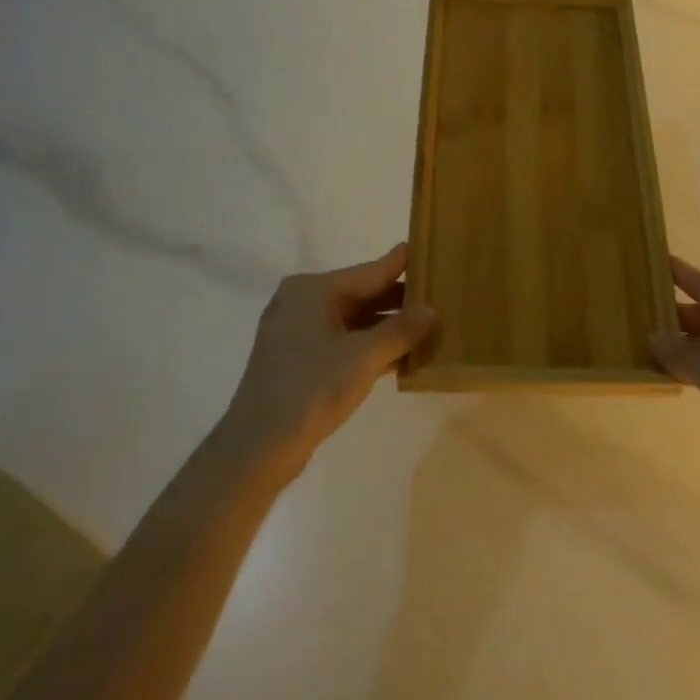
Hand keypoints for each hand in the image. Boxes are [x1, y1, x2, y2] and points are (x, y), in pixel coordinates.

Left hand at [222, 244, 435, 472]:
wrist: (258, 447)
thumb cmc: (311, 388)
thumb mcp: (364, 357)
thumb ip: (400, 331)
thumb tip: (431, 311)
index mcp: (312, 290)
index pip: (370, 271)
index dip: (402, 264)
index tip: (431, 251)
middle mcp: (302, 303)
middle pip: (362, 294)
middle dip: (399, 301)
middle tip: (441, 297)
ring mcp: (298, 333)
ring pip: (354, 321)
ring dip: (388, 328)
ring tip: (429, 328)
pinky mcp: (299, 361)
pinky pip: (343, 343)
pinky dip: (370, 347)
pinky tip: (402, 357)